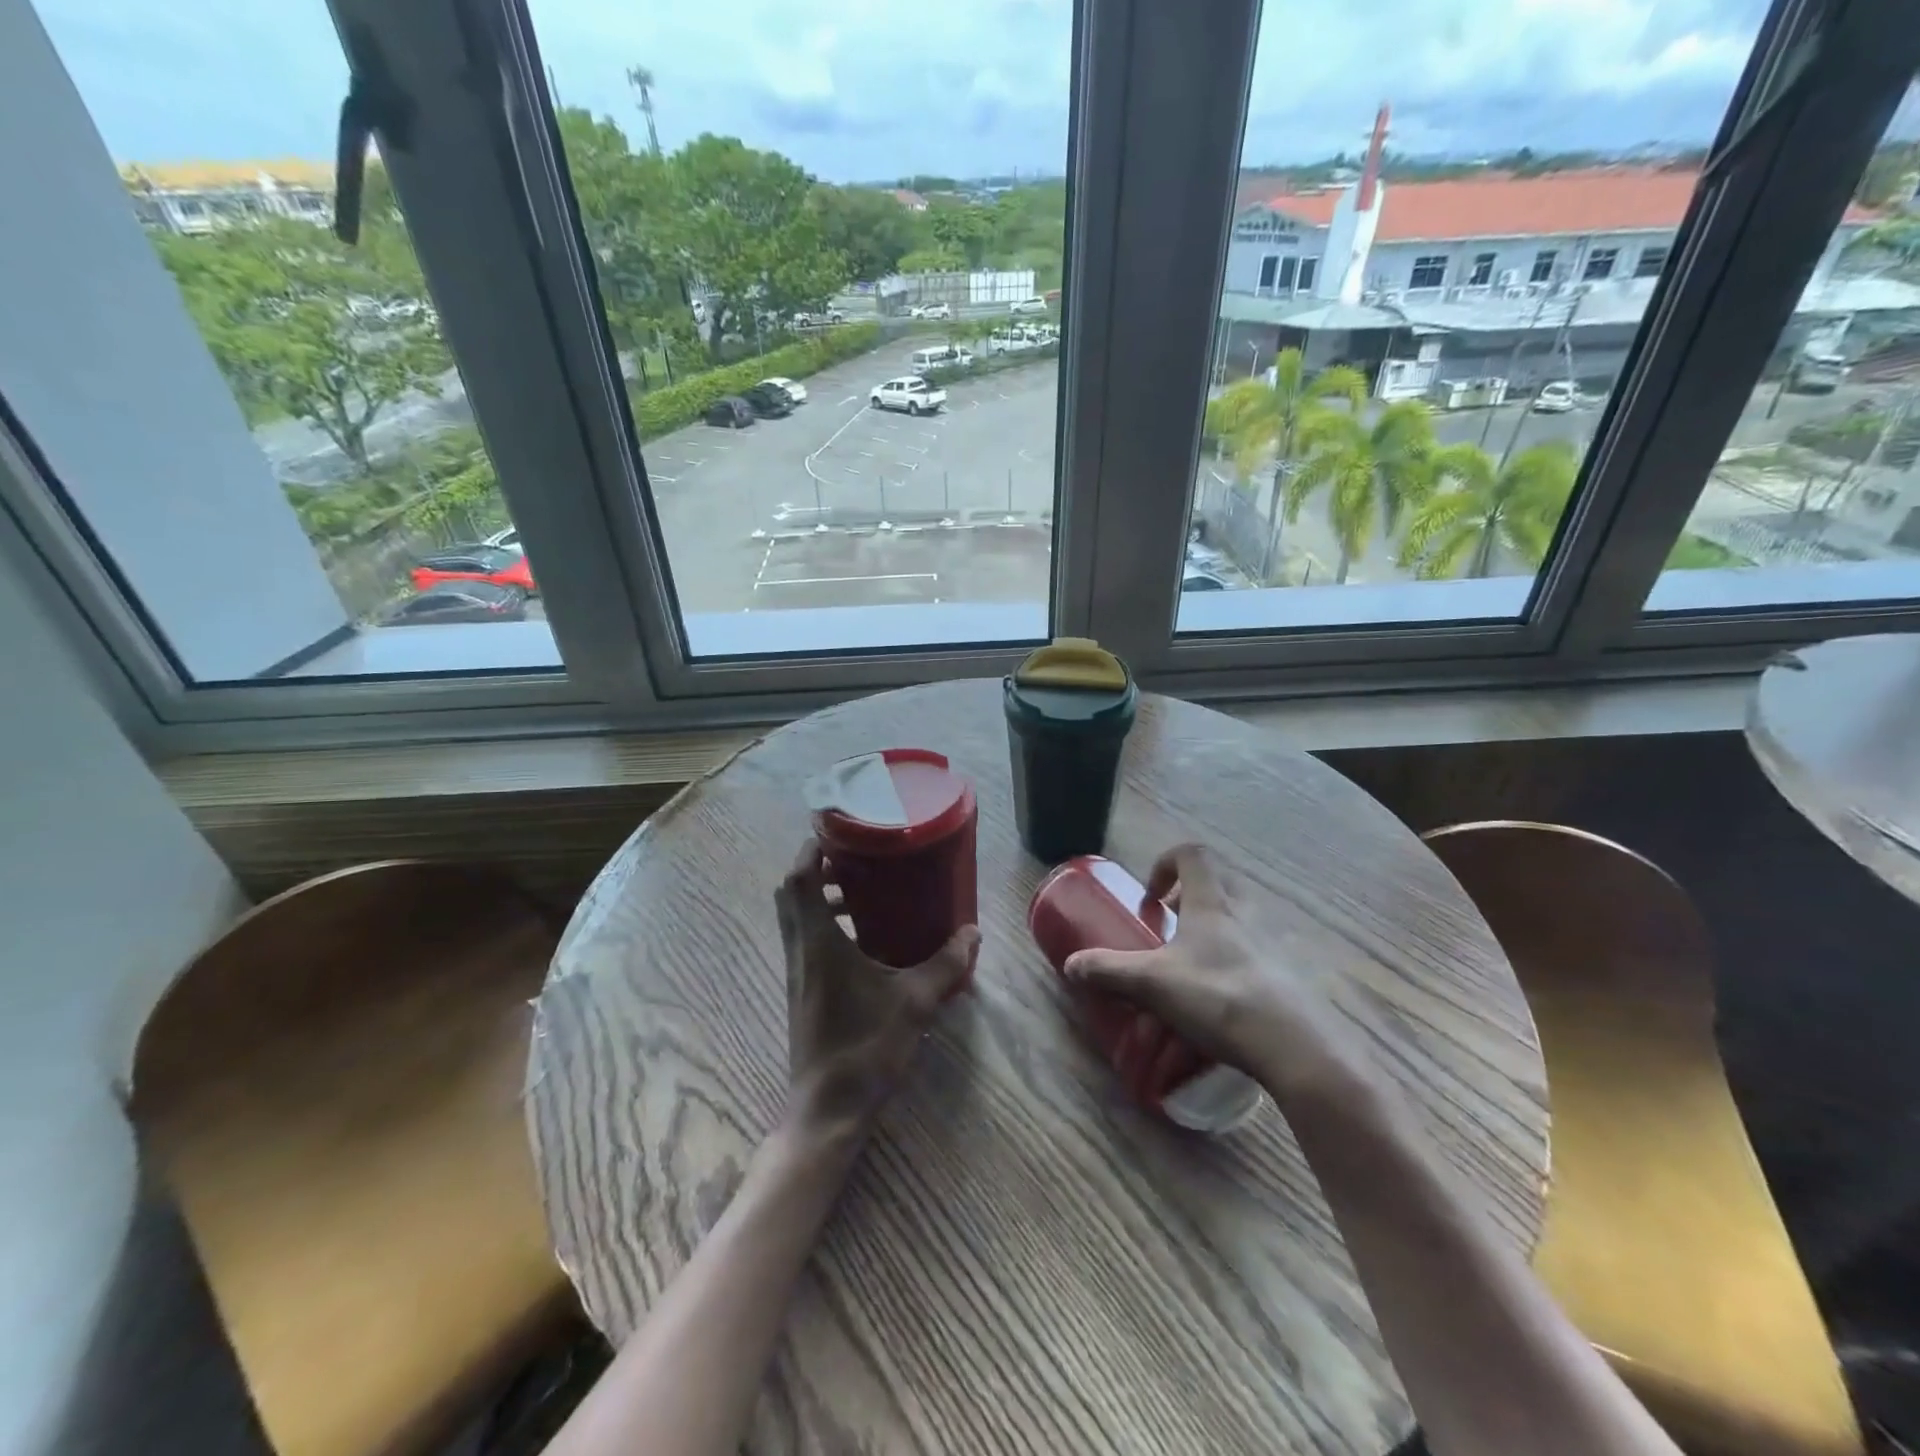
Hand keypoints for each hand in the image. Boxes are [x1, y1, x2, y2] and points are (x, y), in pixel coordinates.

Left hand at [777, 840, 978, 1136]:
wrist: (828, 1109)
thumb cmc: (866, 1047)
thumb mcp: (915, 1001)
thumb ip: (946, 965)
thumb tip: (973, 933)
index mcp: (818, 943)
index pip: (798, 880)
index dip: (809, 850)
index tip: (834, 831)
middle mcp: (800, 951)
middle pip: (790, 894)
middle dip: (815, 870)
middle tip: (852, 860)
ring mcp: (796, 973)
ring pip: (795, 919)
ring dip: (819, 898)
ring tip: (860, 895)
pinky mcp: (801, 991)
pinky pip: (804, 941)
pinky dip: (824, 926)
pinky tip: (862, 941)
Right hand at [1062, 843, 1373, 1103]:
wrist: (1294, 1046)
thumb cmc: (1218, 996)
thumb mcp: (1152, 983)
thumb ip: (1108, 970)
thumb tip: (1070, 965)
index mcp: (1211, 903)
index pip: (1192, 855)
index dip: (1165, 864)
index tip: (1150, 897)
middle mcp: (1245, 912)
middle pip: (1219, 881)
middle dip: (1189, 896)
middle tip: (1170, 925)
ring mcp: (1272, 942)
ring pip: (1240, 915)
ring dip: (1213, 927)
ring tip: (1191, 963)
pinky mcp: (1288, 974)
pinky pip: (1258, 951)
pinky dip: (1235, 960)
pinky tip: (1220, 997)